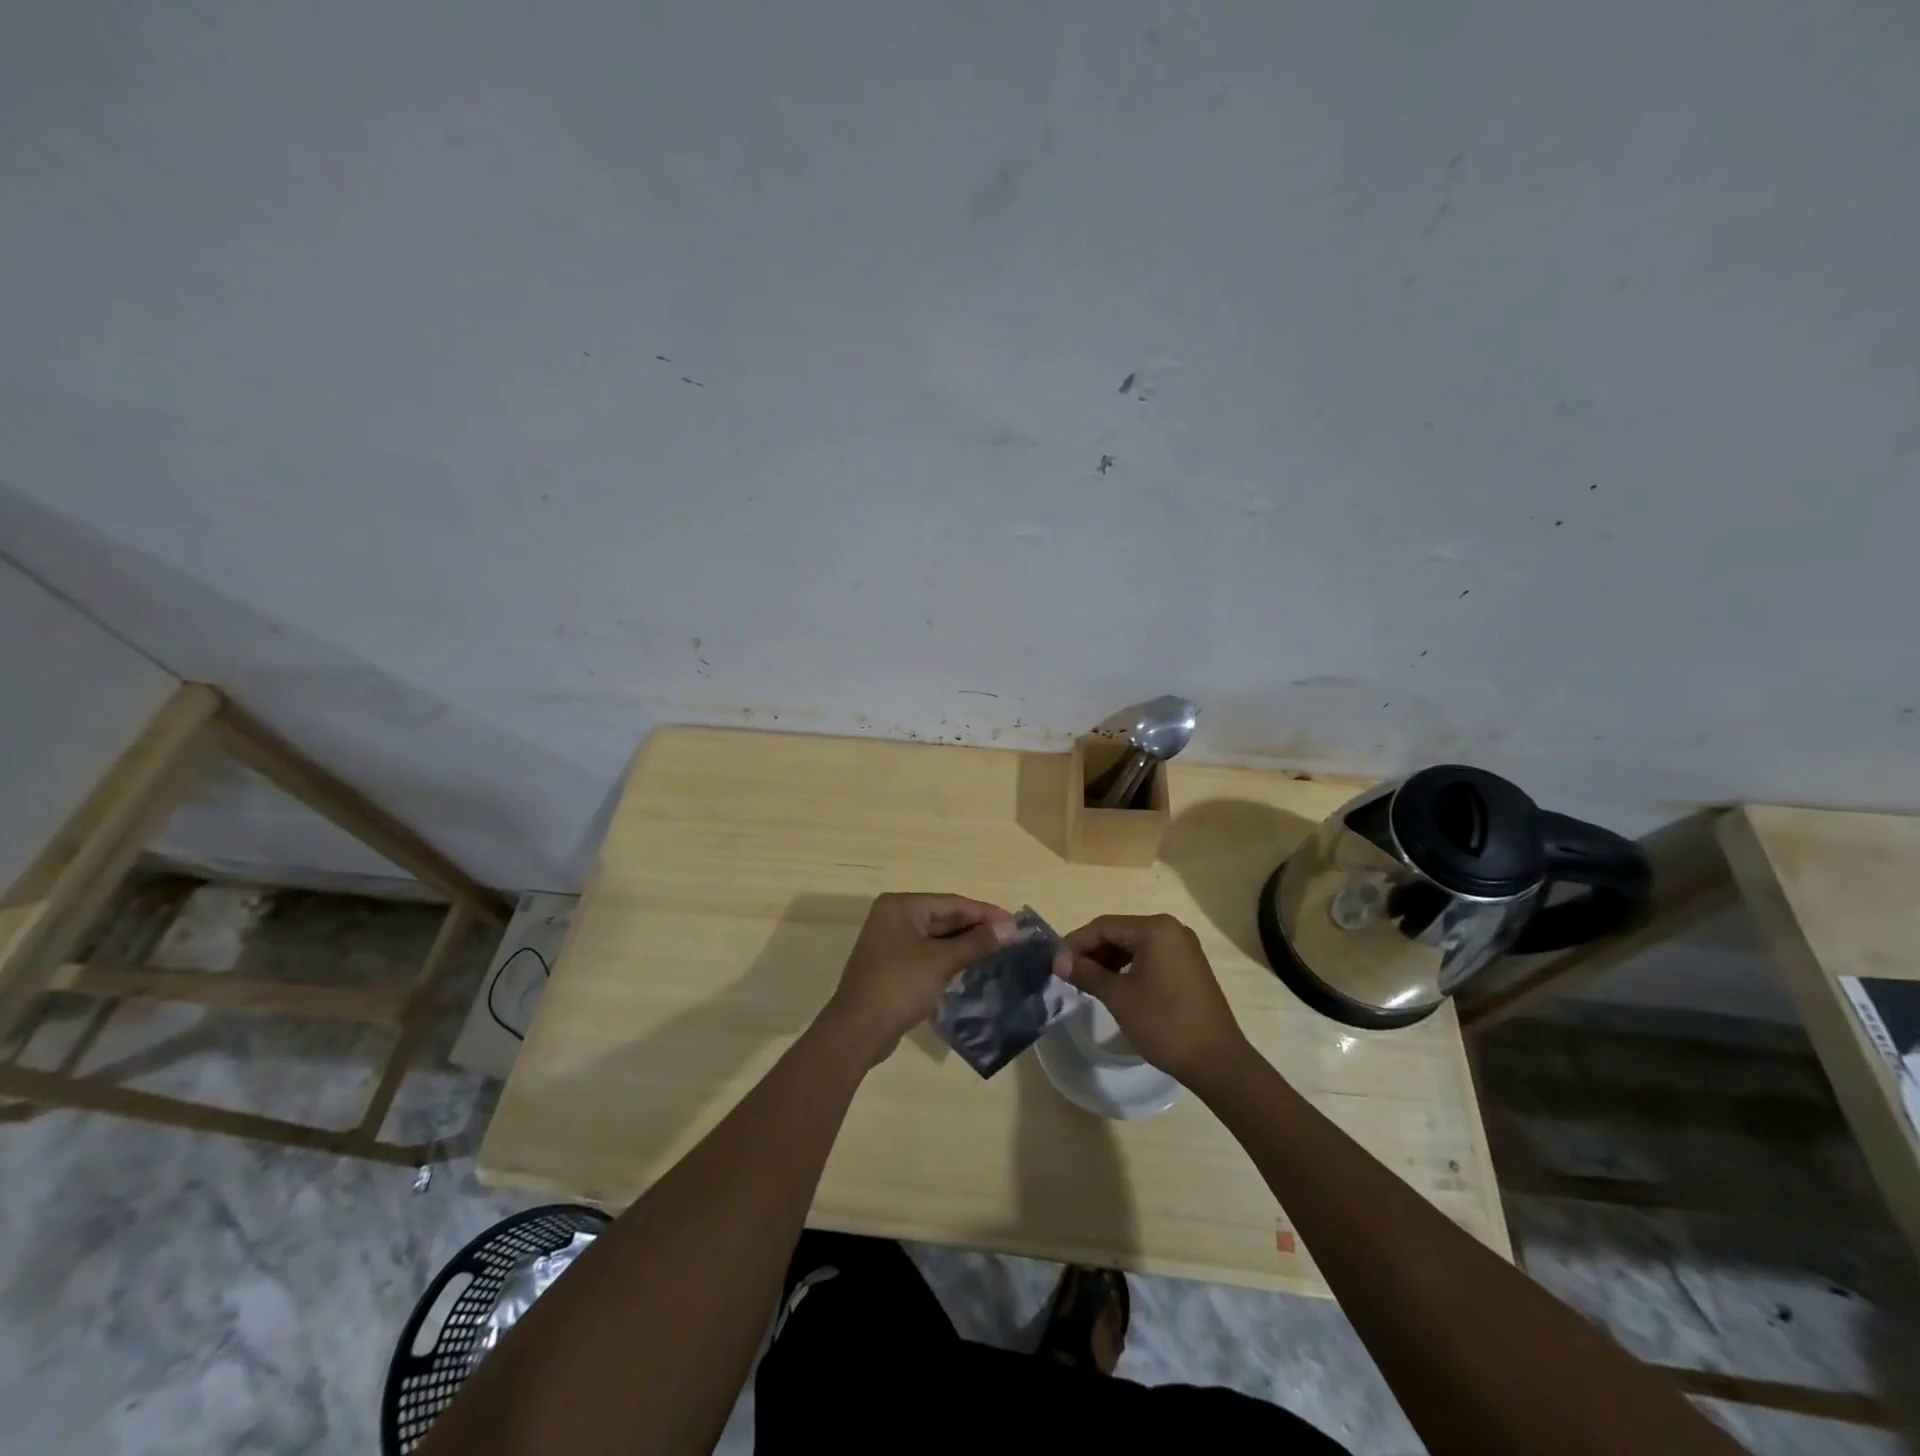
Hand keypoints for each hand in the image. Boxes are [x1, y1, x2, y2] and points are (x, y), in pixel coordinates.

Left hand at [821, 892, 1017, 1064]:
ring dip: (965, 945)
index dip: (986, 913)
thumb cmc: (900, 985)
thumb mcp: (942, 961)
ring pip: (937, 937)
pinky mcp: (893, 966)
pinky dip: (949, 959)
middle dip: (977, 929)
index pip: (952, 903)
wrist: (858, 1030)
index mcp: (901, 906)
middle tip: (1012, 939)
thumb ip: (977, 943)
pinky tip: (972, 968)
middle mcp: (894, 917)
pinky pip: (928, 954)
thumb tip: (1011, 929)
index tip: (1016, 923)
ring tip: (999, 952)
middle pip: (944, 917)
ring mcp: (891, 942)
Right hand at [1052, 914, 1248, 1085]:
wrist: (1217, 1061)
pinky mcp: (1188, 966)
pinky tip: (1113, 986)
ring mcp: (1183, 948)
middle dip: (1091, 951)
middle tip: (1068, 974)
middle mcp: (1171, 929)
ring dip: (1107, 960)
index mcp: (1155, 929)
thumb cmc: (1164, 1023)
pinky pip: (1149, 957)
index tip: (1054, 966)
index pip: (1103, 926)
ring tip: (1086, 982)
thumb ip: (1087, 973)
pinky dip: (1127, 967)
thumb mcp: (1119, 997)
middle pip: (1118, 932)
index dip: (1075, 944)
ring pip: (1133, 945)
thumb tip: (1060, 962)